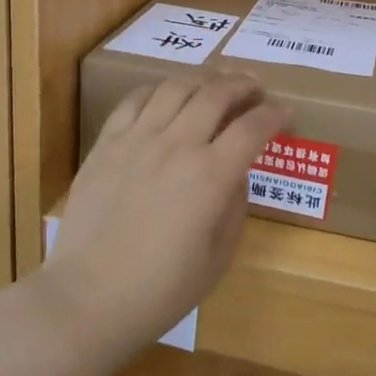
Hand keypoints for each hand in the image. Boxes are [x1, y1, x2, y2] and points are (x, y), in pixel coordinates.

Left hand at [40, 71, 287, 358]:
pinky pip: (135, 99)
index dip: (275, 114)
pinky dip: (158, 89)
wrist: (89, 296)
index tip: (285, 112)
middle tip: (255, 86)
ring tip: (215, 82)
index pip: (253, 128)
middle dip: (243, 84)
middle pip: (217, 93)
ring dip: (203, 79)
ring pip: (176, 87)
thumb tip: (236, 173)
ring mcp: (138, 139)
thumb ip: (235, 206)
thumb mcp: (219, 256)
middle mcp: (177, 145)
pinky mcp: (107, 142)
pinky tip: (167, 94)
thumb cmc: (162, 289)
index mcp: (211, 176)